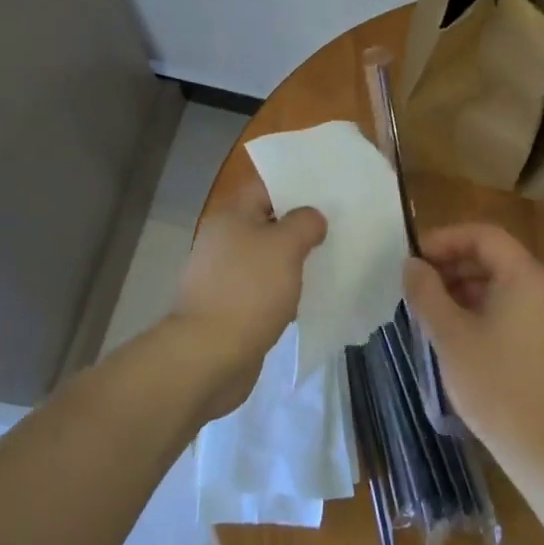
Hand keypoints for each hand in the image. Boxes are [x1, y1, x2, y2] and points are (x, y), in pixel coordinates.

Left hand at [169, 181, 325, 418]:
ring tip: (327, 263)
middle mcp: (223, 240)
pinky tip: (305, 299)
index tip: (327, 195)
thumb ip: (304, 224)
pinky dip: (281, 292)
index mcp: (231, 216)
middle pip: (267, 223)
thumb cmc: (248, 291)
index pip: (266, 188)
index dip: (295, 188)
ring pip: (266, 259)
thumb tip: (312, 218)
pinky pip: (262, 290)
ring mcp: (224, 276)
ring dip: (292, 263)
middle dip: (298, 228)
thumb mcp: (285, 246)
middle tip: (334, 229)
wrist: (209, 356)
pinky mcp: (230, 308)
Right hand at [403, 223, 543, 477]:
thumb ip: (426, 292)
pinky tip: (455, 328)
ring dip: (465, 286)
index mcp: (528, 277)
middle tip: (418, 283)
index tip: (415, 258)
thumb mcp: (450, 335)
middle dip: (453, 264)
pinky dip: (483, 306)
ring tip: (430, 306)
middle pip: (494, 256)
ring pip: (502, 282)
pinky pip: (513, 304)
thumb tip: (412, 265)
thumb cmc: (497, 386)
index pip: (484, 236)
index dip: (446, 240)